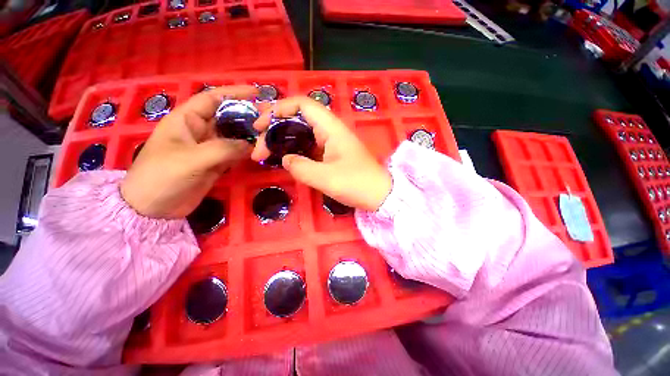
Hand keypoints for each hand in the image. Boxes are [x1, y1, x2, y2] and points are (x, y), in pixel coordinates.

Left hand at [121, 86, 257, 218]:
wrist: (154, 208)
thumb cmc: (162, 177)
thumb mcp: (191, 159)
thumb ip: (223, 149)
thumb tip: (251, 145)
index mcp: (187, 120)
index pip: (212, 99)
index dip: (234, 93)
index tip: (256, 92)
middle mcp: (200, 131)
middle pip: (228, 117)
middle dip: (248, 115)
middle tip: (271, 117)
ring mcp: (210, 148)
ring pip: (234, 136)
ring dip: (251, 134)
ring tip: (270, 132)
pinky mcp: (217, 163)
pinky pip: (236, 153)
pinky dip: (248, 151)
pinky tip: (261, 150)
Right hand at [252, 97, 391, 210]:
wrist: (379, 195)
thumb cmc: (357, 184)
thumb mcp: (326, 178)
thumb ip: (301, 168)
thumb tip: (285, 160)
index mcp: (331, 128)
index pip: (302, 105)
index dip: (278, 109)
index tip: (260, 126)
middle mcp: (331, 130)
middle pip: (297, 119)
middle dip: (275, 130)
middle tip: (259, 150)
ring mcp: (332, 142)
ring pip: (302, 134)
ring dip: (283, 142)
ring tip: (266, 155)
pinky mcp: (332, 154)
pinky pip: (309, 146)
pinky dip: (295, 151)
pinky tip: (285, 160)